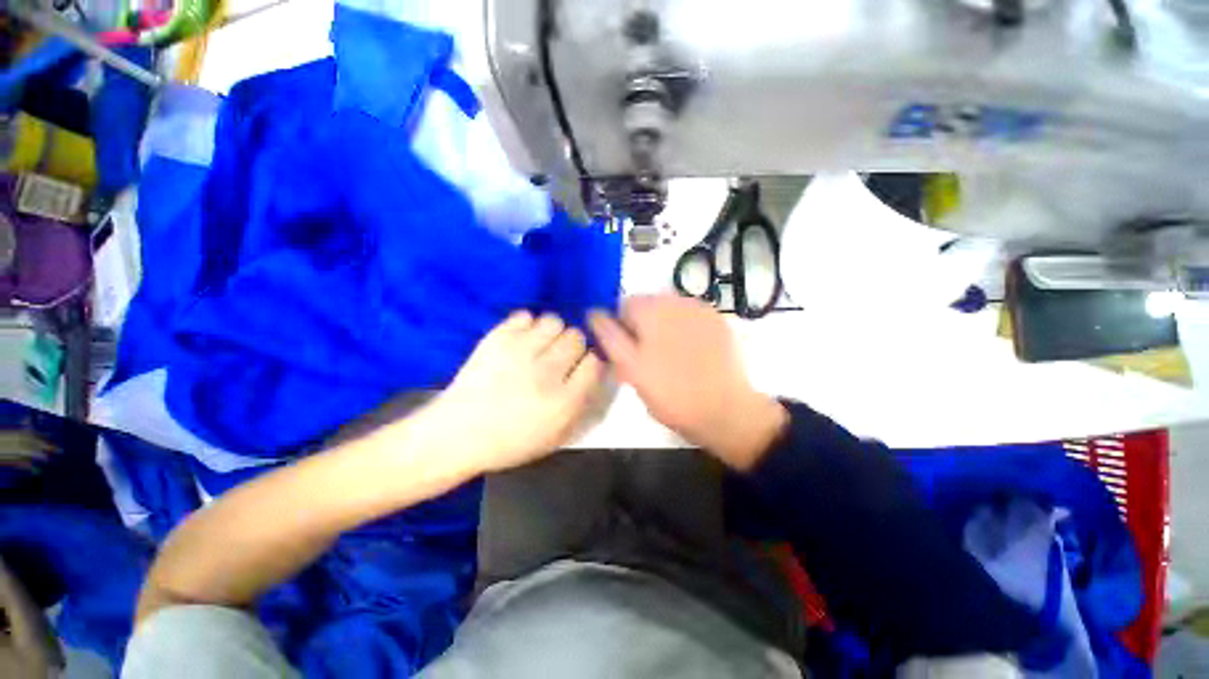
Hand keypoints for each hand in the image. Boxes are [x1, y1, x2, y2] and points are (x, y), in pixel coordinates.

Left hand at [433, 312, 603, 473]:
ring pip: (554, 321)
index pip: (594, 362)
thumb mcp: (556, 436)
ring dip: (552, 333)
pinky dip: (527, 326)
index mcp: (563, 401)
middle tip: (559, 358)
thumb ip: (582, 404)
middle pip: (577, 337)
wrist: (458, 434)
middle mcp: (545, 372)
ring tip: (541, 346)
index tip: (580, 368)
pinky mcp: (497, 338)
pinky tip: (521, 341)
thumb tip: (594, 371)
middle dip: (573, 347)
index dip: (590, 363)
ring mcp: (519, 352)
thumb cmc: (511, 441)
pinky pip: (526, 316)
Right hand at [590, 295, 786, 469]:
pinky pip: (690, 318)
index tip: (625, 350)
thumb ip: (609, 336)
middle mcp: (677, 300)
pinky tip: (690, 353)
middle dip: (641, 326)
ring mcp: (701, 309)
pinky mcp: (718, 321)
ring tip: (669, 357)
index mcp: (652, 309)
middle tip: (646, 357)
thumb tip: (593, 313)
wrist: (726, 411)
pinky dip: (683, 329)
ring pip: (668, 311)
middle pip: (647, 304)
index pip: (623, 304)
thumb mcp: (631, 369)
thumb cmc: (672, 393)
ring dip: (662, 326)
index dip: (619, 326)